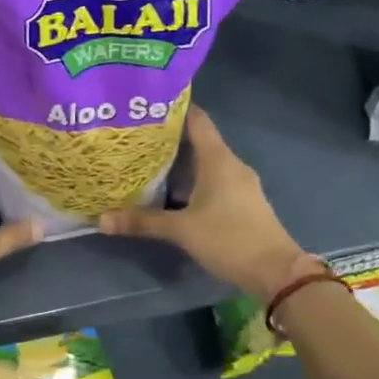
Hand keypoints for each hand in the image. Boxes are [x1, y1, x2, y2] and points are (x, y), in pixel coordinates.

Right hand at [99, 105, 313, 301]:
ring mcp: (239, 183)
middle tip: (136, 137)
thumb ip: (143, 222)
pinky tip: (172, 191)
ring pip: (205, 162)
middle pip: (198, 140)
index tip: (146, 106)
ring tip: (146, 162)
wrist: (276, 272)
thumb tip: (102, 220)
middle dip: (168, 138)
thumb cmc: (229, 239)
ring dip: (180, 162)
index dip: (174, 108)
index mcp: (218, 159)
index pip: (196, 118)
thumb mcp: (182, 230)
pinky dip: (192, 180)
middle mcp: (230, 163)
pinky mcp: (242, 201)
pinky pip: (213, 179)